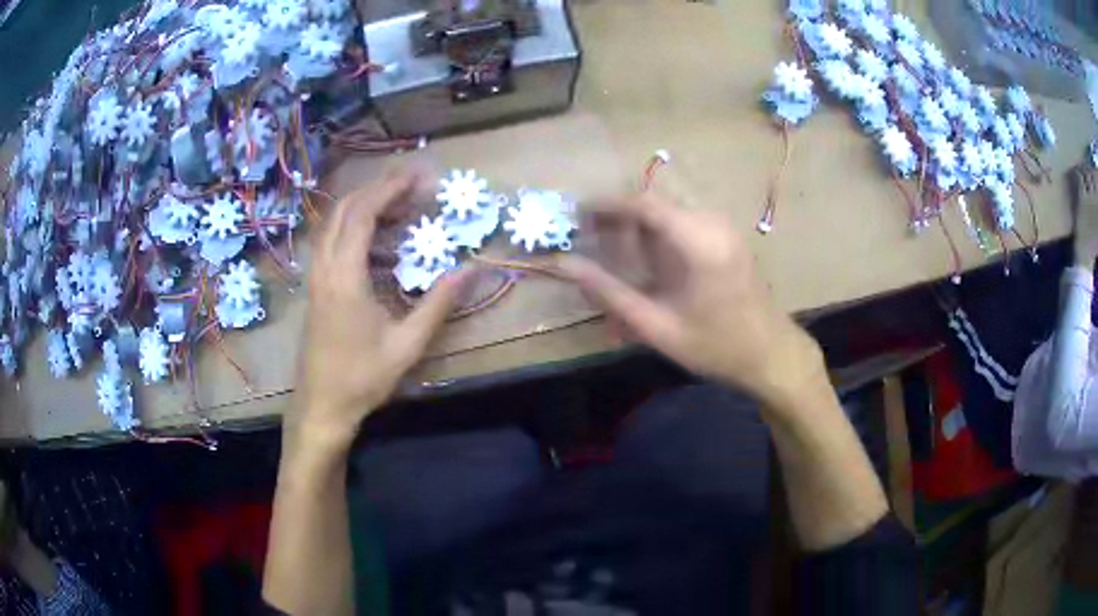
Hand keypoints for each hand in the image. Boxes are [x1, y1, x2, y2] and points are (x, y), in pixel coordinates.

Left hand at [294, 171, 469, 448]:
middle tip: (410, 183)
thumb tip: (470, 269)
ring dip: (362, 204)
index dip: (390, 189)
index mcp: (345, 277)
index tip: (418, 177)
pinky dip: (350, 224)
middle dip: (376, 188)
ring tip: (396, 203)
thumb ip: (438, 304)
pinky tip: (373, 235)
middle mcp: (324, 268)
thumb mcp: (408, 345)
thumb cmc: (363, 378)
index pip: (363, 214)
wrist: (322, 406)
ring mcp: (315, 277)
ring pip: (331, 223)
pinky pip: (328, 240)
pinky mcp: (314, 288)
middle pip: (343, 209)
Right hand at [558, 192, 823, 407]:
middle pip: (654, 203)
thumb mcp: (656, 326)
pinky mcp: (725, 236)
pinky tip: (643, 260)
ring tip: (609, 250)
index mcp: (699, 241)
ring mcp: (722, 227)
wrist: (771, 354)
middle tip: (587, 238)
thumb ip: (609, 293)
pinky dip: (656, 234)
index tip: (575, 217)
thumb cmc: (715, 346)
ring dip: (636, 226)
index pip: (644, 203)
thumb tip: (565, 266)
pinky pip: (682, 222)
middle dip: (617, 216)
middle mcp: (712, 223)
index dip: (605, 205)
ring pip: (667, 211)